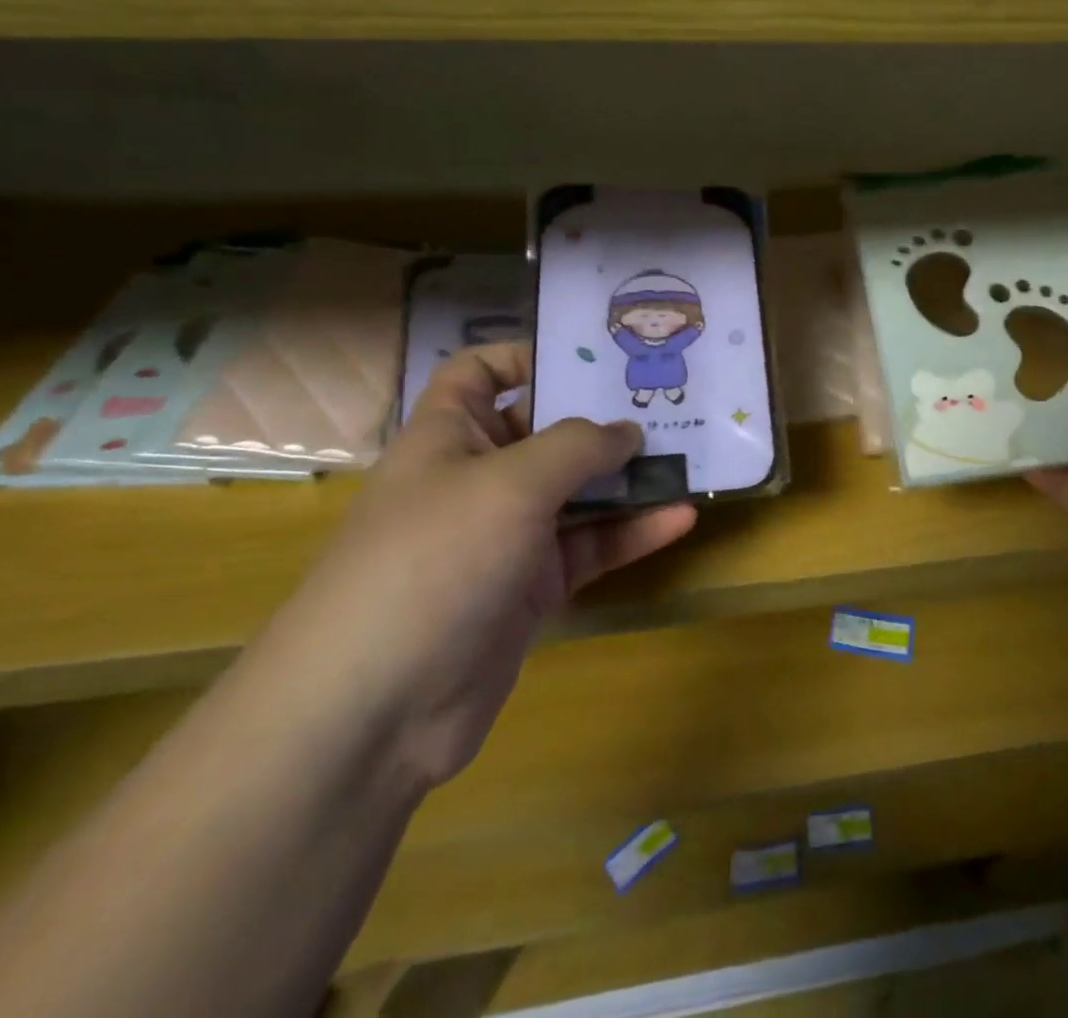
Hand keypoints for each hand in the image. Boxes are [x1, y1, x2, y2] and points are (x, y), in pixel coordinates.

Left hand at [260, 344, 695, 792]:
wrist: (374, 712)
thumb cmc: (433, 561)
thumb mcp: (511, 483)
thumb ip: (579, 446)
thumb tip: (628, 431)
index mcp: (450, 436)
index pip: (481, 373)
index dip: (529, 356)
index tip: (596, 357)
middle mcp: (478, 479)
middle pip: (548, 431)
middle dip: (604, 418)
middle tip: (669, 401)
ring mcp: (507, 537)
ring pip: (579, 493)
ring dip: (631, 478)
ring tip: (692, 455)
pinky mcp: (532, 588)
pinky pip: (591, 546)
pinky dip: (633, 532)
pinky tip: (681, 517)